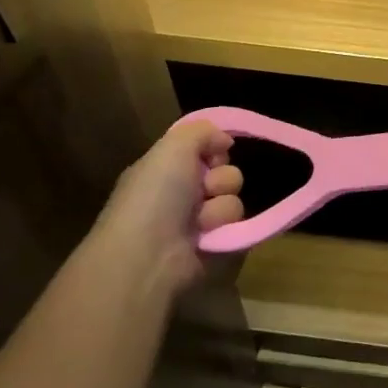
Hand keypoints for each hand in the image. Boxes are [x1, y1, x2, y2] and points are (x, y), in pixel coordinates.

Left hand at [80, 120, 243, 296]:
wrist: (149, 255)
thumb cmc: (155, 197)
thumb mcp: (172, 148)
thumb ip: (201, 131)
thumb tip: (225, 140)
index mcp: (166, 171)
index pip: (206, 152)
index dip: (213, 150)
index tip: (212, 155)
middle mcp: (181, 196)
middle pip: (225, 174)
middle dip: (220, 179)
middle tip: (203, 190)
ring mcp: (197, 224)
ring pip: (233, 200)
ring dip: (221, 209)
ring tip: (201, 222)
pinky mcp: (214, 247)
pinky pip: (239, 227)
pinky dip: (226, 229)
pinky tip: (208, 236)